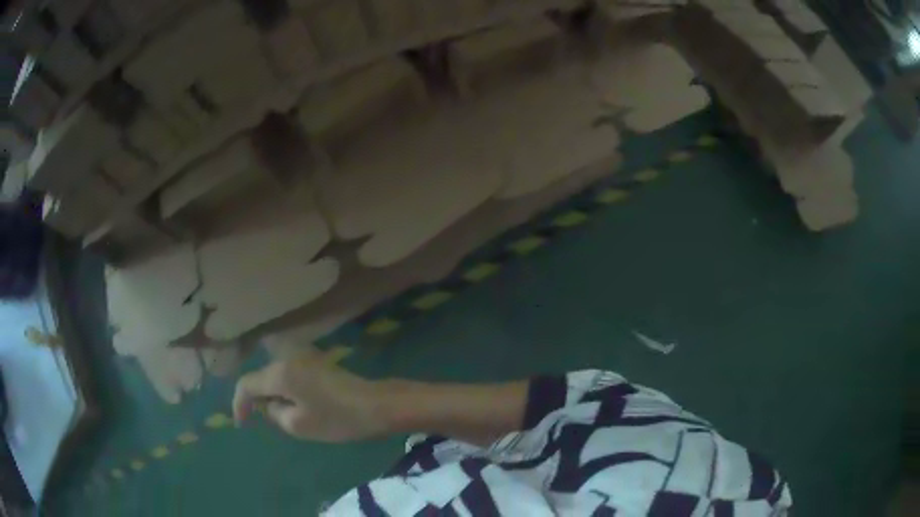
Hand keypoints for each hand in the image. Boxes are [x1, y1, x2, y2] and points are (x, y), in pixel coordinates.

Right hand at [232, 350, 385, 442]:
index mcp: (279, 372)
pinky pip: (290, 371)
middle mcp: (288, 357)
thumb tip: (268, 404)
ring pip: (275, 372)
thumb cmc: (337, 418)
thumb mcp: (298, 425)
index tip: (242, 423)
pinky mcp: (317, 360)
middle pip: (260, 375)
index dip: (239, 403)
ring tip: (281, 412)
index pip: (246, 383)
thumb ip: (274, 413)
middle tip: (264, 418)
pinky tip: (296, 402)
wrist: (377, 404)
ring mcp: (304, 355)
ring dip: (272, 391)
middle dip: (257, 397)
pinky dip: (285, 386)